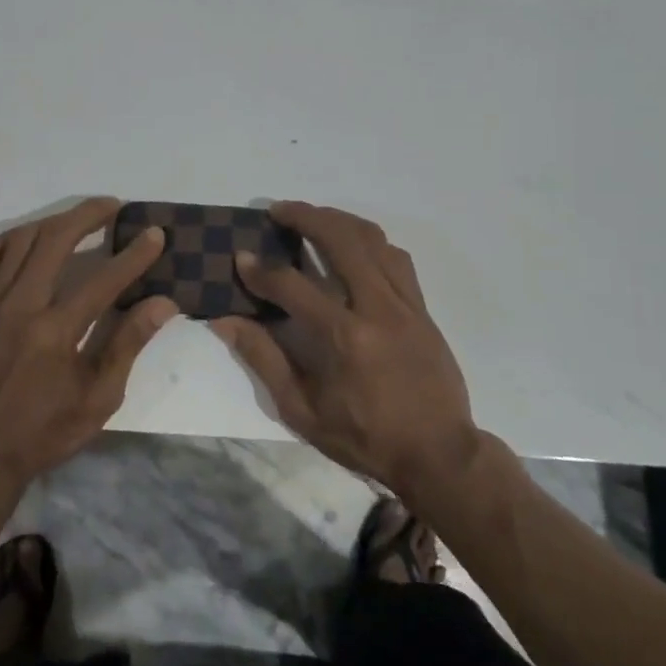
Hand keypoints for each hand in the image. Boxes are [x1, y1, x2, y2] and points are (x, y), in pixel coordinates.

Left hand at [0, 197, 176, 489]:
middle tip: (113, 206)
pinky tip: (27, 238)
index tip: (154, 234)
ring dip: (52, 222)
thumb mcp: (97, 400)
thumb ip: (127, 345)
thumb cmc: (42, 433)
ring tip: (76, 219)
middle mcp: (20, 307)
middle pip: (56, 241)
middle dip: (88, 215)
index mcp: (56, 332)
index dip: (134, 254)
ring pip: (20, 241)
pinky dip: (10, 239)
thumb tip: (162, 304)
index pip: (104, 279)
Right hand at [211, 202, 480, 500]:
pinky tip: (354, 245)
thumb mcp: (302, 410)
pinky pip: (396, 257)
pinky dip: (370, 241)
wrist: (439, 454)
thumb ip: (264, 359)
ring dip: (338, 219)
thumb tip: (227, 321)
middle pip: (340, 239)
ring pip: (372, 239)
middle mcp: (376, 307)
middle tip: (278, 210)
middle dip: (305, 216)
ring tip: (313, 217)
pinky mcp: (422, 307)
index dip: (260, 269)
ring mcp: (405, 303)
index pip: (292, 285)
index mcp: (344, 337)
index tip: (240, 258)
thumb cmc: (365, 438)